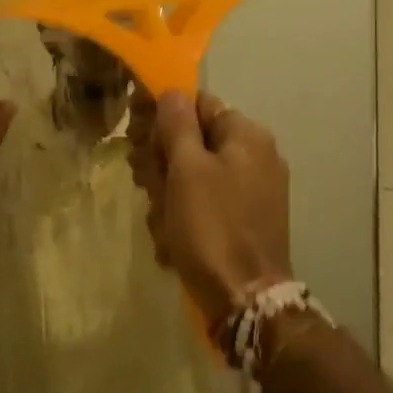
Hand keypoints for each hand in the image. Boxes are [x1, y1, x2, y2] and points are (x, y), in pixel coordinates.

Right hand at [128, 90, 292, 325]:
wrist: (245, 301)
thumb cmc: (212, 227)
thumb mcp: (187, 169)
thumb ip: (177, 123)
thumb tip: (172, 91)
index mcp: (246, 136)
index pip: (196, 105)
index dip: (162, 119)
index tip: (136, 141)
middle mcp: (256, 156)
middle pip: (193, 142)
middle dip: (162, 164)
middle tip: (146, 186)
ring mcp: (254, 191)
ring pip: (194, 176)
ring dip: (168, 196)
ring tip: (162, 224)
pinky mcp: (247, 221)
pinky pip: (207, 205)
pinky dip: (186, 218)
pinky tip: (174, 242)